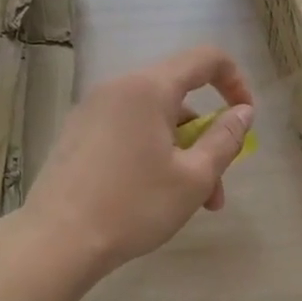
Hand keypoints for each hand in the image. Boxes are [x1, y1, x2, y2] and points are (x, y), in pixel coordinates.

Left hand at [23, 45, 254, 277]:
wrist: (56, 241)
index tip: (245, 118)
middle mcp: (118, 88)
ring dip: (181, 154)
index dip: (235, 81)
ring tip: (189, 205)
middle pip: (178, 97)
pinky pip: (128, 131)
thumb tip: (243, 112)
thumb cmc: (134, 206)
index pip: (205, 59)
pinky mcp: (76, 135)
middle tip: (215, 188)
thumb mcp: (194, 178)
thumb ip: (225, 139)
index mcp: (148, 88)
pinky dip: (151, 154)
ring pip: (153, 120)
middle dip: (205, 138)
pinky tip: (151, 197)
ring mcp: (92, 111)